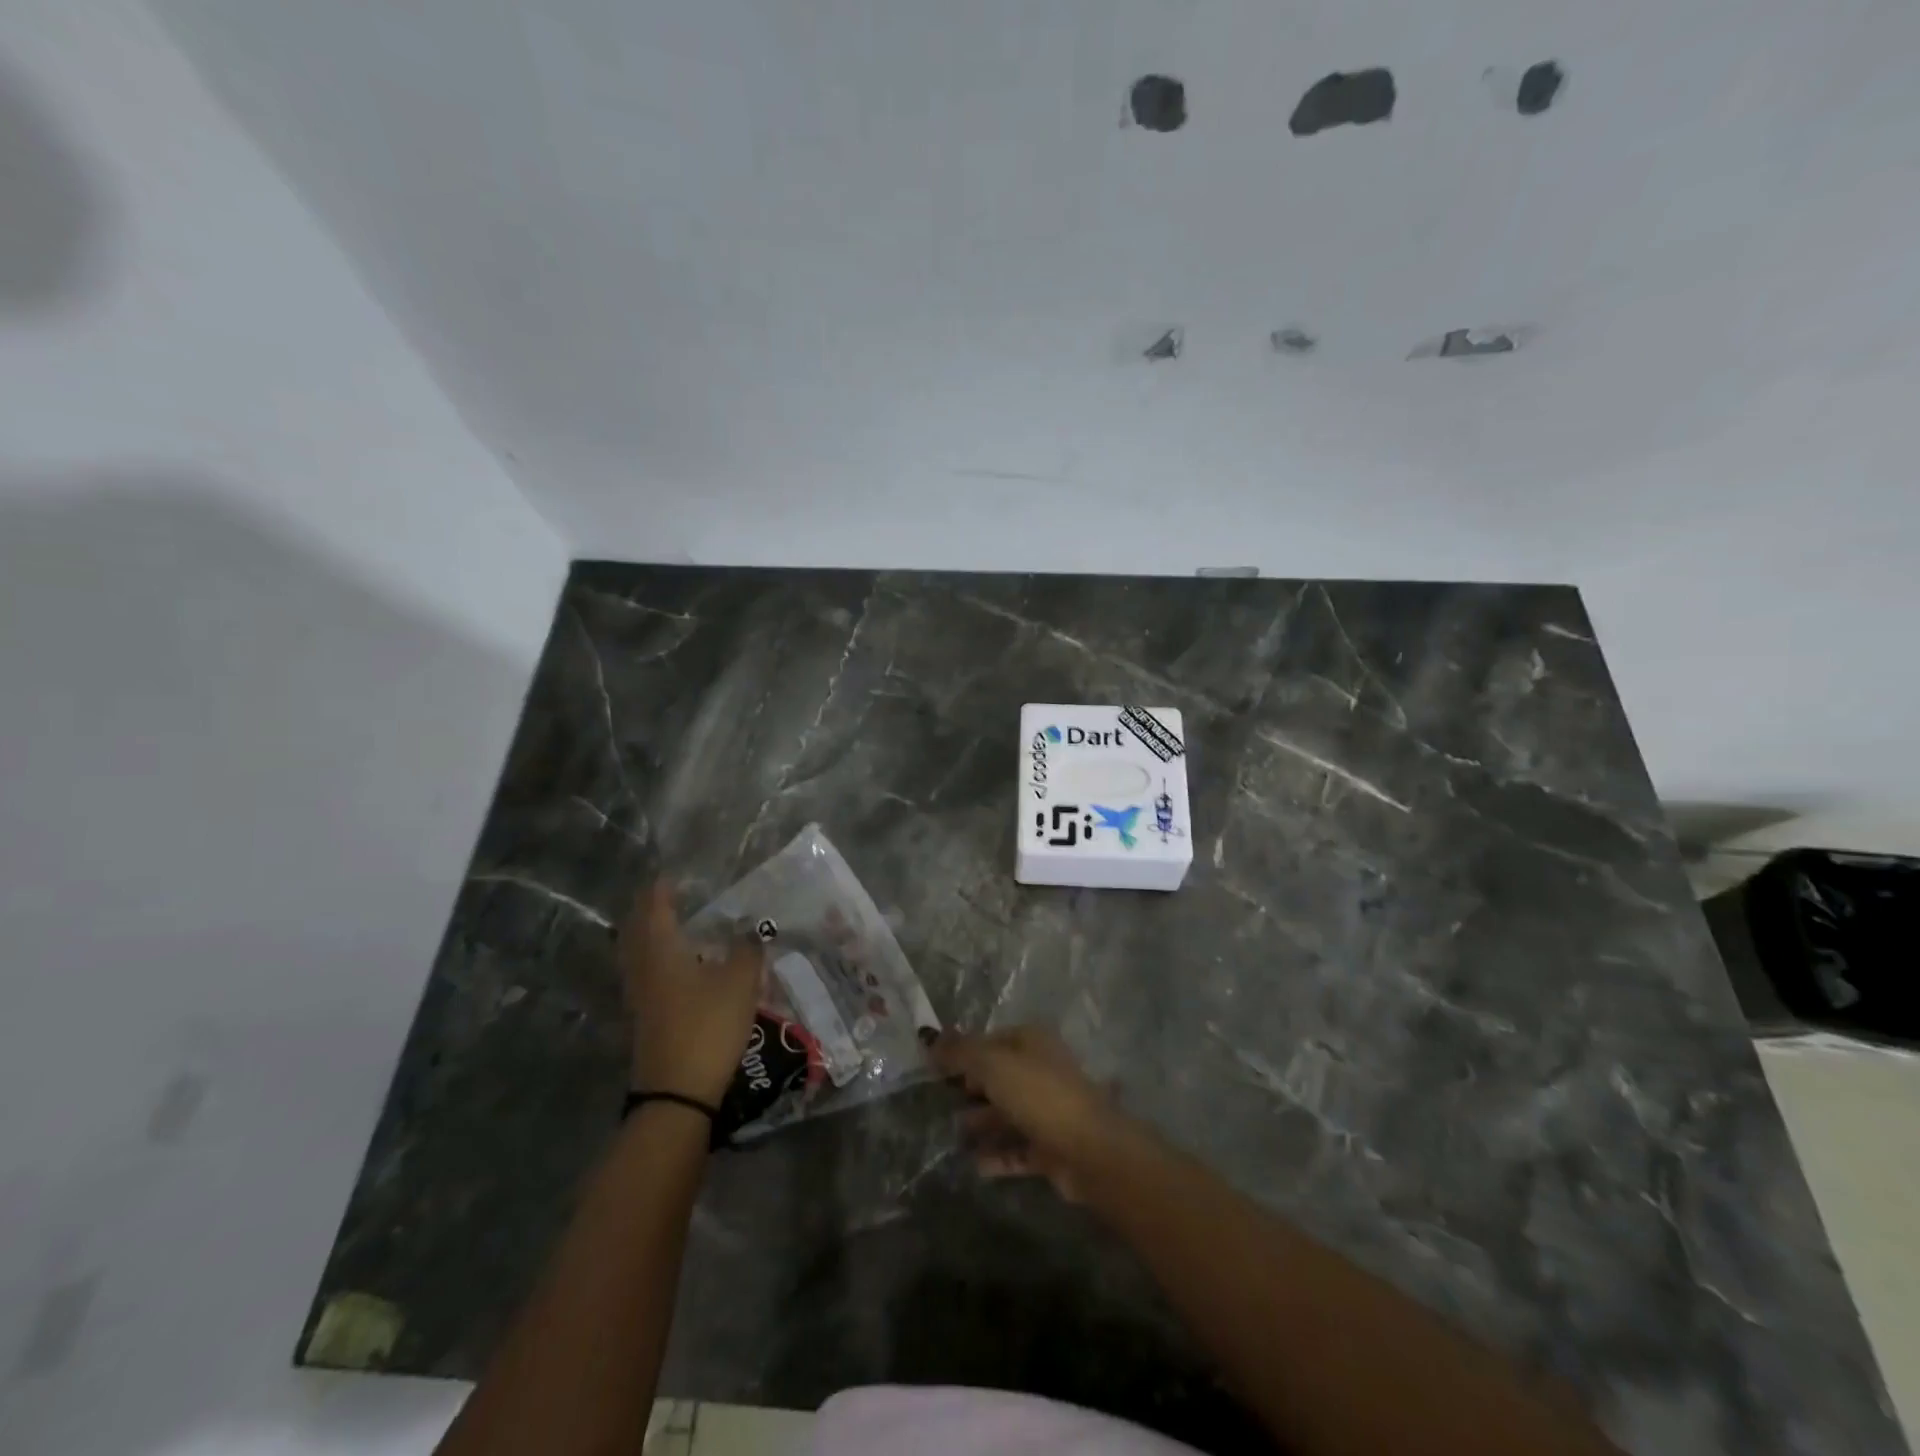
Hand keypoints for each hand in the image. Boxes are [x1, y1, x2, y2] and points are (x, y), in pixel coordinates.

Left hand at [619, 882, 763, 1104]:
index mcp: (661, 949)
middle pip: (638, 927)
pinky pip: (646, 972)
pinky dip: (657, 957)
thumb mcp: (741, 981)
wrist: (677, 1092)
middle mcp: (643, 966)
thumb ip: (748, 948)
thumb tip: (750, 928)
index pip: (655, 905)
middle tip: (672, 894)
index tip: (676, 873)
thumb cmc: (708, 1025)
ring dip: (652, 933)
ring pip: (639, 952)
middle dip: (651, 908)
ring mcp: (640, 994)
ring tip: (676, 923)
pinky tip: (681, 963)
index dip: (664, 887)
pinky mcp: (645, 1016)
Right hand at [932, 1026, 1134, 1201]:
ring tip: (953, 1133)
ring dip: (981, 1122)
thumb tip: (928, 1039)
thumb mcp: (993, 1065)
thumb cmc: (1039, 1095)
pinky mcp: (1051, 1147)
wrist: (1090, 1151)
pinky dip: (997, 1155)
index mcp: (1032, 1042)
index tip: (933, 1067)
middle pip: (998, 1076)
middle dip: (970, 1087)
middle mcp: (1041, 1070)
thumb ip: (960, 1052)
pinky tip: (974, 1164)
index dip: (963, 1051)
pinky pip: (1017, 1148)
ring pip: (1007, 1113)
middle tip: (939, 1100)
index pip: (990, 1040)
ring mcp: (1048, 1110)